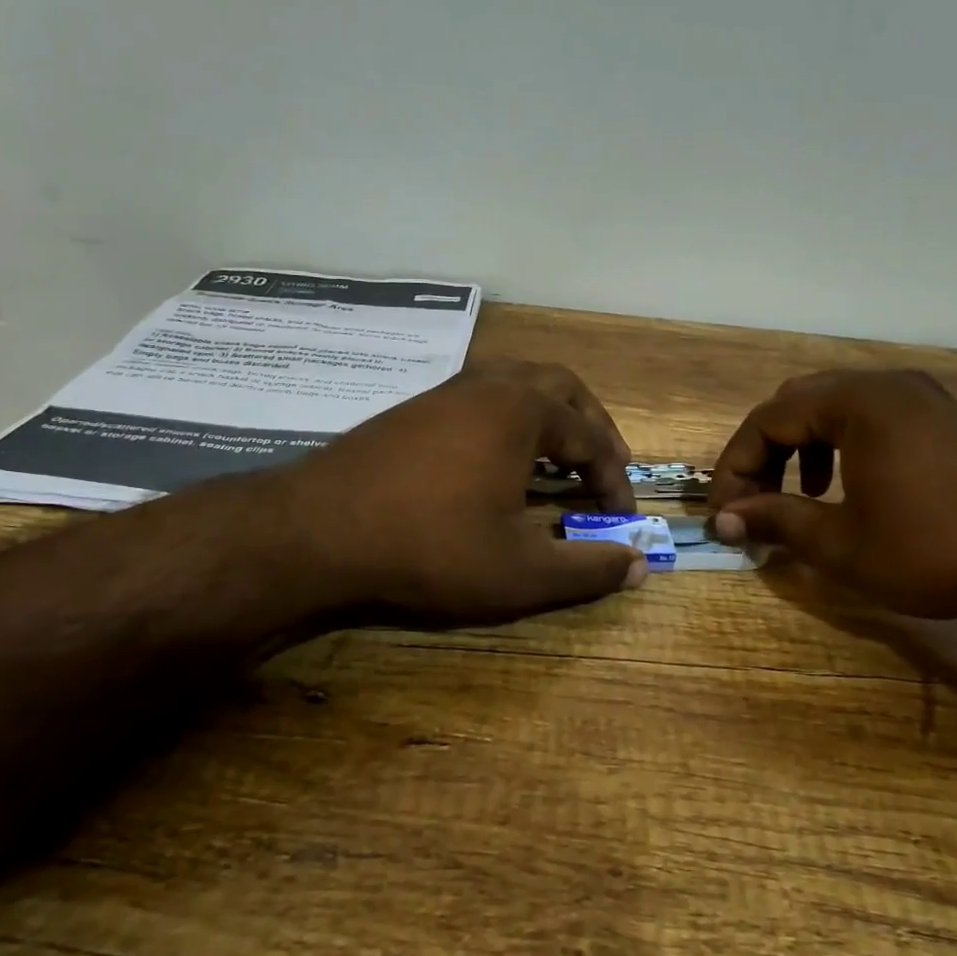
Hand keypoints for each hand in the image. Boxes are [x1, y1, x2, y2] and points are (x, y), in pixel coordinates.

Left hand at [263, 360, 643, 622]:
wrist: (316, 530)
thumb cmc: (430, 547)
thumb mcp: (520, 572)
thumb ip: (587, 569)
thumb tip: (640, 566)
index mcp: (523, 411)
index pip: (591, 439)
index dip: (614, 481)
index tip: (621, 520)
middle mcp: (489, 386)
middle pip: (560, 387)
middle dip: (591, 425)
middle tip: (603, 465)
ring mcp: (446, 392)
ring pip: (516, 384)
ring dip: (547, 415)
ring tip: (557, 456)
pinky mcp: (413, 409)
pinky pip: (481, 398)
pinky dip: (508, 420)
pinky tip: (496, 459)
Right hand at [709, 370, 956, 627]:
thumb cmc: (934, 550)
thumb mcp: (842, 543)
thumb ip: (775, 520)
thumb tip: (723, 520)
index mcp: (857, 403)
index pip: (768, 419)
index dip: (736, 466)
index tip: (724, 512)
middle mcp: (886, 384)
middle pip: (797, 403)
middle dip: (766, 452)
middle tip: (754, 500)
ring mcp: (921, 396)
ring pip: (834, 407)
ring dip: (802, 447)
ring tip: (799, 495)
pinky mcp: (944, 416)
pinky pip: (872, 416)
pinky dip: (842, 445)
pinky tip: (849, 486)